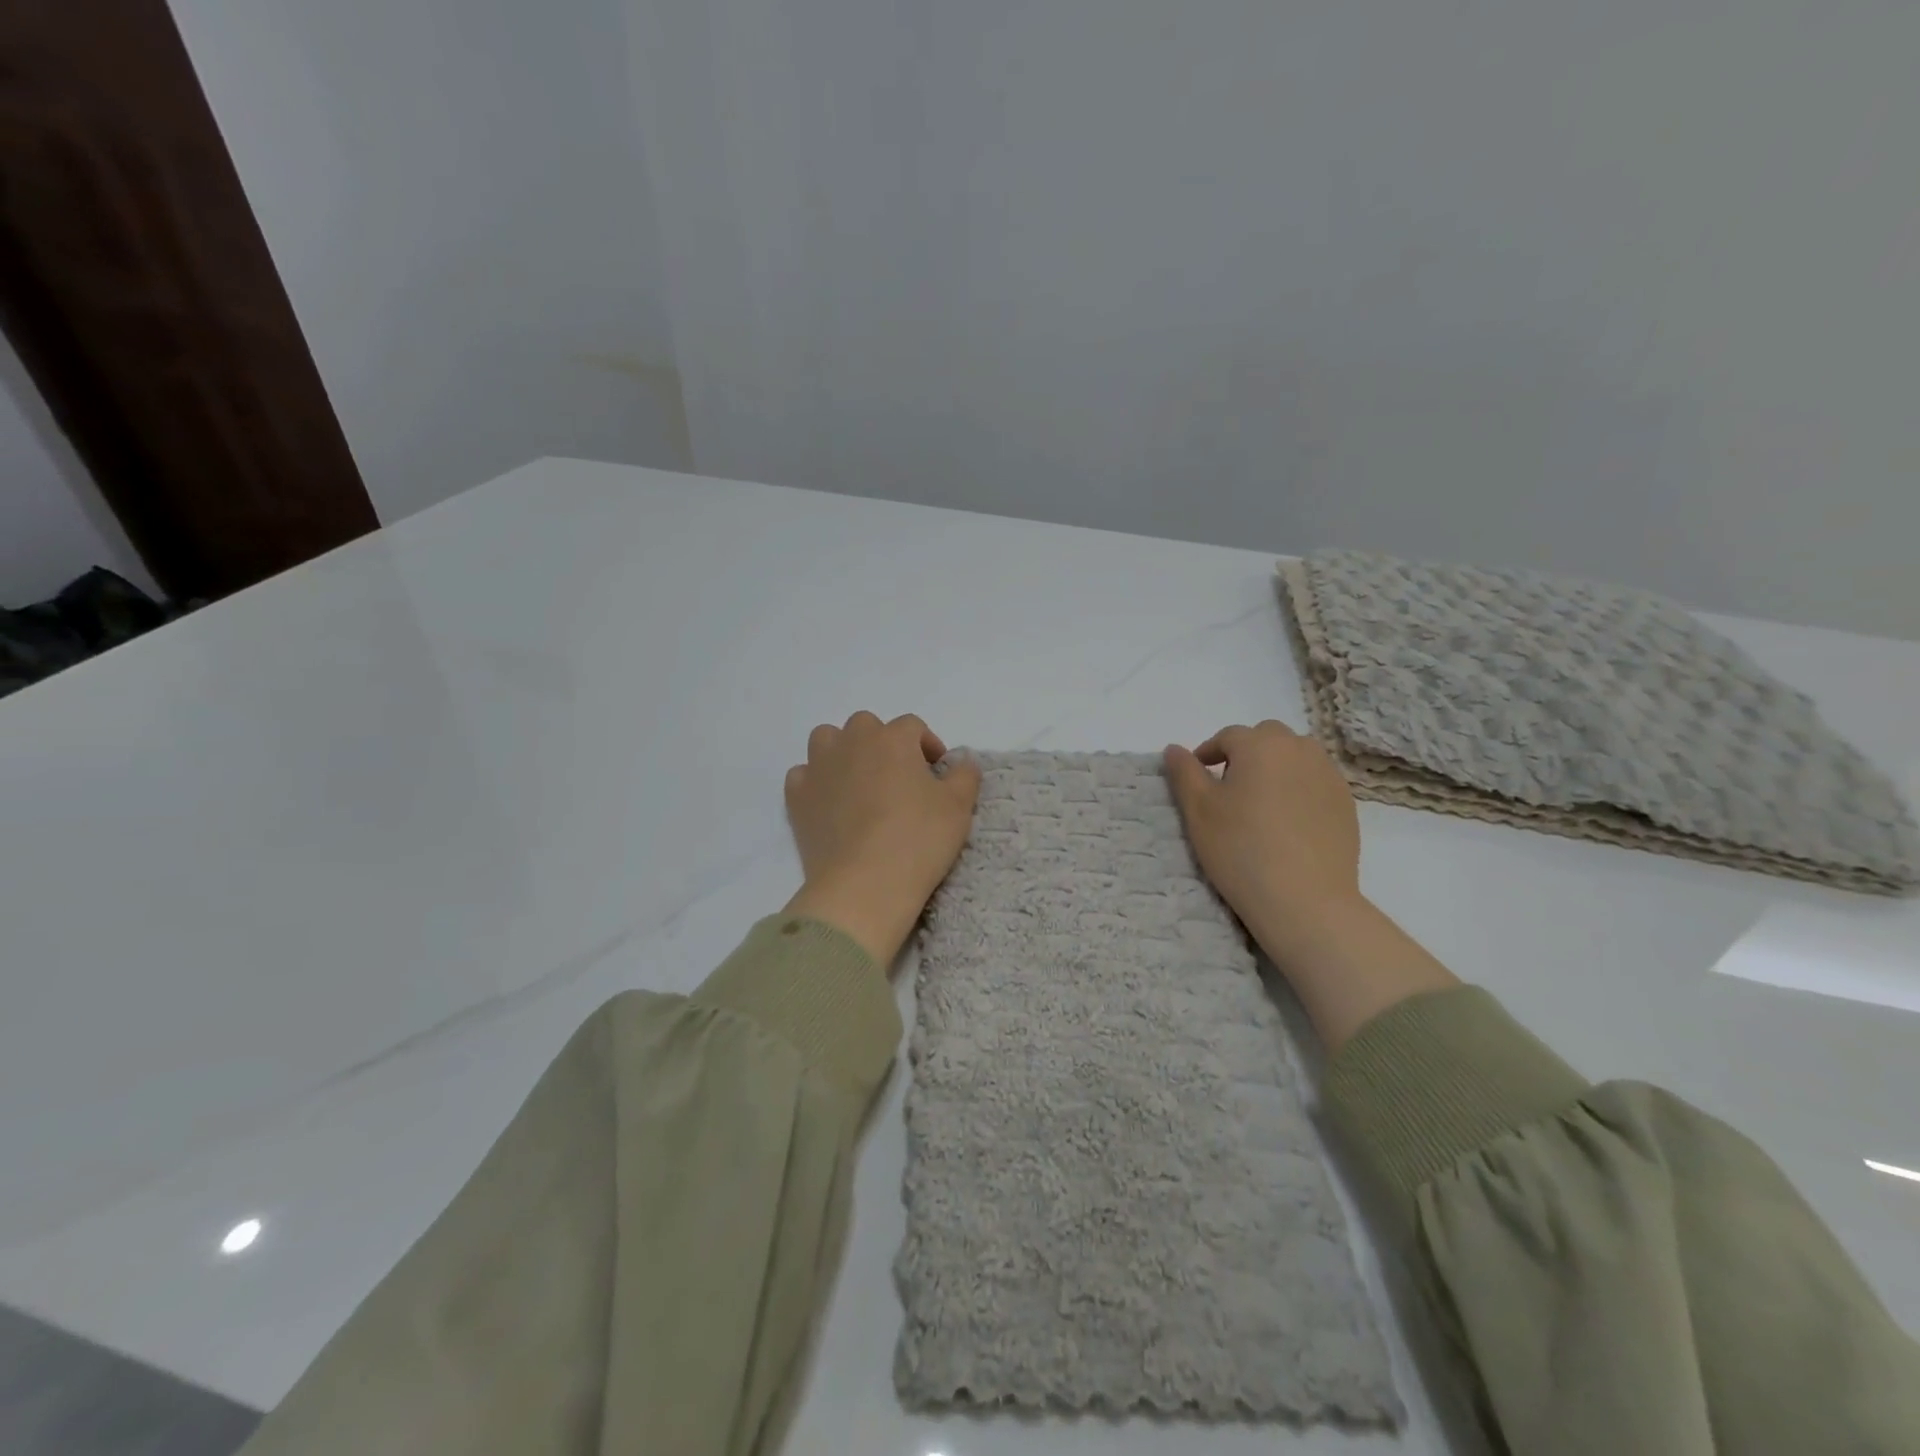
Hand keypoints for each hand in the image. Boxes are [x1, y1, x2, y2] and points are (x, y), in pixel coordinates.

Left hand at [782, 712, 981, 967]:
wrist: (864, 884)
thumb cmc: (918, 840)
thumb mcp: (958, 808)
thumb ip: (965, 776)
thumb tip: (963, 761)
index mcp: (893, 739)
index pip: (912, 726)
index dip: (927, 745)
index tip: (936, 773)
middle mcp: (852, 743)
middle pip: (866, 725)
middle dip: (882, 743)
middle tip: (898, 777)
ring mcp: (819, 768)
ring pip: (827, 739)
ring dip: (843, 751)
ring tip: (859, 781)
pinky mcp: (797, 797)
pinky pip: (803, 775)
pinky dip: (816, 781)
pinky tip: (830, 803)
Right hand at [1163, 720, 1361, 950]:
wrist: (1305, 900)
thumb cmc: (1241, 849)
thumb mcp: (1198, 810)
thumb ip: (1184, 772)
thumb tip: (1174, 749)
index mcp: (1260, 745)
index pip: (1228, 736)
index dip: (1207, 753)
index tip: (1197, 779)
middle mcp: (1299, 749)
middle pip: (1266, 738)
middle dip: (1245, 753)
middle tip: (1229, 788)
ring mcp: (1329, 775)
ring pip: (1295, 756)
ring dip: (1275, 767)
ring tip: (1260, 802)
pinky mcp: (1346, 802)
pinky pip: (1315, 780)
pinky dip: (1298, 788)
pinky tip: (1287, 821)